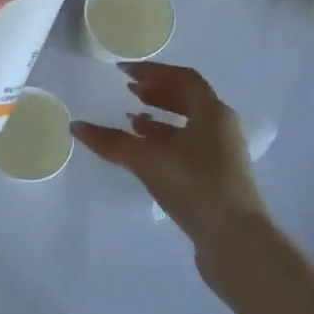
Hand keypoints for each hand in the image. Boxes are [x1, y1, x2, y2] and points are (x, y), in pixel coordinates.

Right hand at [71, 63, 272, 296]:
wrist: (236, 241)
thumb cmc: (196, 187)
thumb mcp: (149, 160)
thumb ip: (112, 142)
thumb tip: (77, 127)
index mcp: (213, 112)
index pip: (183, 78)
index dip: (153, 71)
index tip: (123, 72)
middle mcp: (221, 127)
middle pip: (188, 99)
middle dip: (157, 93)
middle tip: (128, 91)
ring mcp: (222, 154)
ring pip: (188, 125)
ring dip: (159, 118)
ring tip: (131, 121)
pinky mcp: (216, 177)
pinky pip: (188, 147)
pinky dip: (165, 142)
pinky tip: (144, 154)